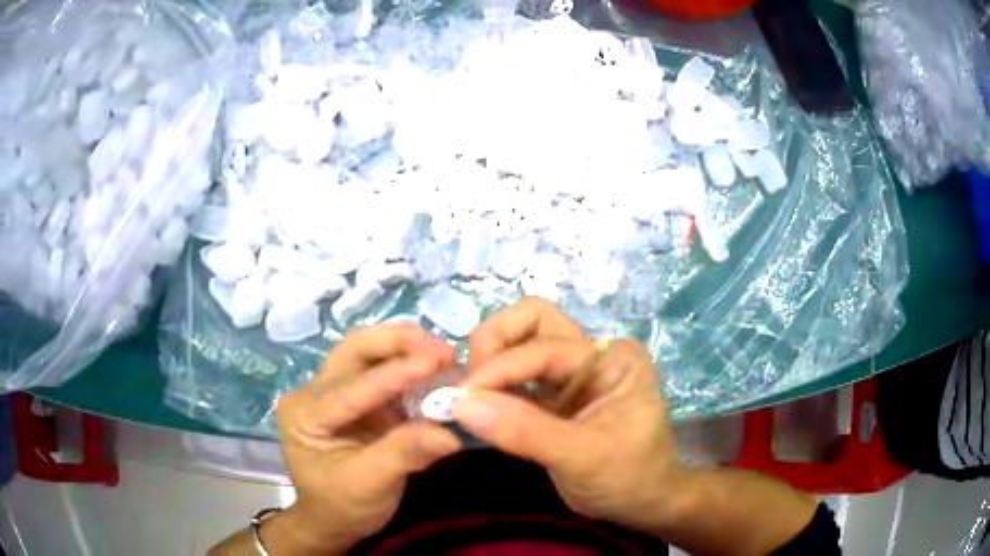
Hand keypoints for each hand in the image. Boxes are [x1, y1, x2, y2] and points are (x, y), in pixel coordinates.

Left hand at [273, 324, 461, 553]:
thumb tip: (450, 433)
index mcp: (304, 414)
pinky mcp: (357, 398)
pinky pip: (383, 372)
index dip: (395, 373)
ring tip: (445, 355)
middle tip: (442, 350)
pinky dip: (410, 367)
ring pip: (368, 354)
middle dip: (397, 343)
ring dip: (407, 349)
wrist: (333, 520)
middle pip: (354, 351)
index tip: (436, 360)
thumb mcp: (370, 485)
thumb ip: (404, 454)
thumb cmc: (342, 506)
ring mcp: (334, 391)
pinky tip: (436, 370)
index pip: (351, 388)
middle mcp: (313, 392)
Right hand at [454, 298, 683, 531]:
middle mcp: (591, 356)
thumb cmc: (629, 477)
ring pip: (521, 345)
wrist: (643, 505)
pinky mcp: (554, 399)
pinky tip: (479, 410)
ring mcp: (572, 376)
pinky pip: (516, 381)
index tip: (461, 397)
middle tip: (471, 385)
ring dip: (491, 363)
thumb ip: (524, 431)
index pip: (545, 347)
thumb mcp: (582, 457)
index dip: (499, 367)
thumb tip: (460, 404)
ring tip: (470, 398)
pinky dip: (494, 389)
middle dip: (495, 343)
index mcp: (612, 359)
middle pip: (533, 322)